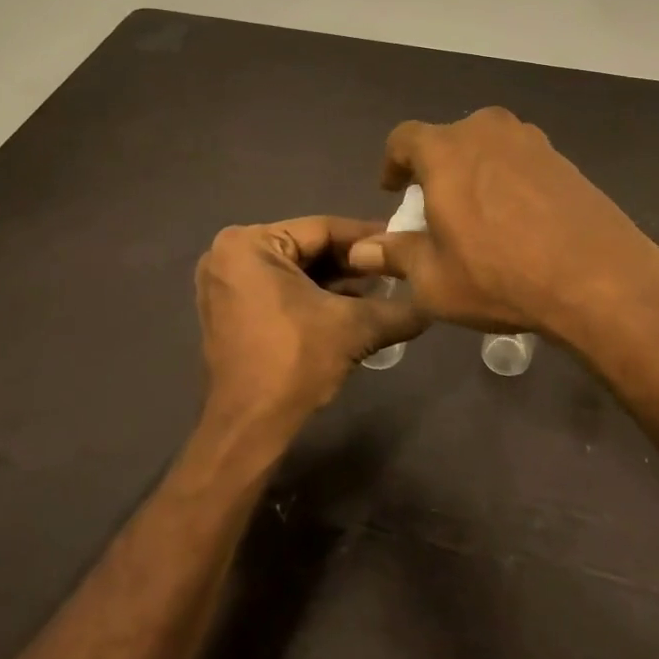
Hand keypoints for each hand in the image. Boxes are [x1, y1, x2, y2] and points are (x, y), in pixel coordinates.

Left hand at [193, 216, 423, 441]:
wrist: (249, 430)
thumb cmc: (294, 363)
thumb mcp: (354, 327)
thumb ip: (399, 308)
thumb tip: (435, 299)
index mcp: (249, 243)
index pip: (323, 229)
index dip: (368, 238)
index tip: (402, 241)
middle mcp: (228, 253)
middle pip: (308, 248)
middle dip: (352, 262)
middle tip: (395, 268)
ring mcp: (224, 282)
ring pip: (295, 269)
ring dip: (336, 280)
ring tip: (381, 289)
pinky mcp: (227, 308)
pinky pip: (279, 287)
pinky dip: (312, 295)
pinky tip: (351, 306)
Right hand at [345, 108, 658, 343]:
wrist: (598, 278)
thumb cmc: (499, 276)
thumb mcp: (434, 279)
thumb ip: (395, 255)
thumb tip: (362, 250)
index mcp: (446, 150)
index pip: (404, 138)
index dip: (393, 162)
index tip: (395, 190)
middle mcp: (486, 131)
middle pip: (449, 139)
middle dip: (437, 168)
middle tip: (438, 207)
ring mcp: (530, 141)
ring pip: (488, 147)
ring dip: (475, 171)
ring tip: (479, 214)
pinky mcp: (563, 159)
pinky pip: (520, 161)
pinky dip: (509, 180)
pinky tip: (519, 220)